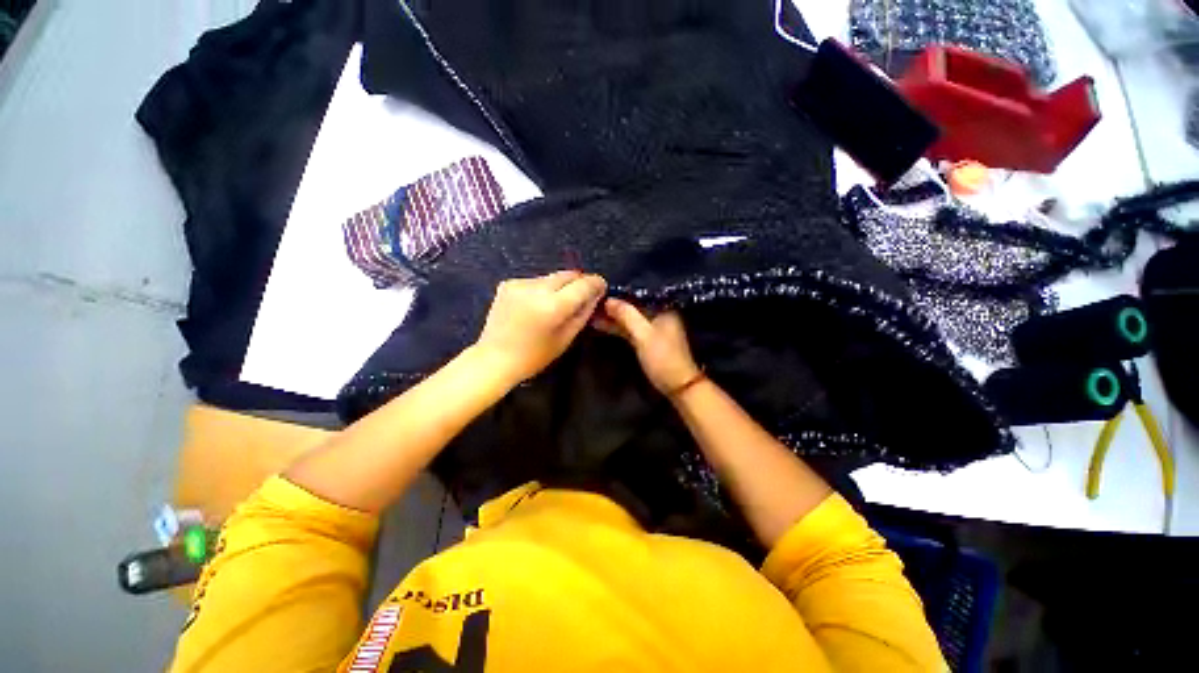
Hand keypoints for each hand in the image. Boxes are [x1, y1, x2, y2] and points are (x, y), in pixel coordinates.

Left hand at [475, 271, 607, 383]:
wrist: (494, 358)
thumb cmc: (534, 356)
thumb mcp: (566, 338)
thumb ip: (583, 313)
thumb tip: (596, 295)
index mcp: (553, 306)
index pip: (583, 284)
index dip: (596, 283)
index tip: (601, 287)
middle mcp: (537, 288)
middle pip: (568, 274)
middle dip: (580, 282)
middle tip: (583, 296)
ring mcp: (520, 283)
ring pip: (552, 277)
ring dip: (561, 286)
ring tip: (558, 304)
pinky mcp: (508, 283)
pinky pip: (536, 281)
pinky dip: (543, 289)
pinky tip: (537, 305)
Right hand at [593, 298, 701, 395]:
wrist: (678, 386)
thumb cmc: (663, 358)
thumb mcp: (644, 335)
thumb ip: (627, 315)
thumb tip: (609, 299)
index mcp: (664, 308)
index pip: (639, 294)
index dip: (620, 292)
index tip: (600, 288)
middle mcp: (658, 315)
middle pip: (632, 306)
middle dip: (613, 305)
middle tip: (591, 300)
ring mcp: (652, 328)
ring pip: (629, 318)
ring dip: (612, 316)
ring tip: (590, 312)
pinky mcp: (646, 340)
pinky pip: (629, 329)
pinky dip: (617, 327)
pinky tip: (601, 324)